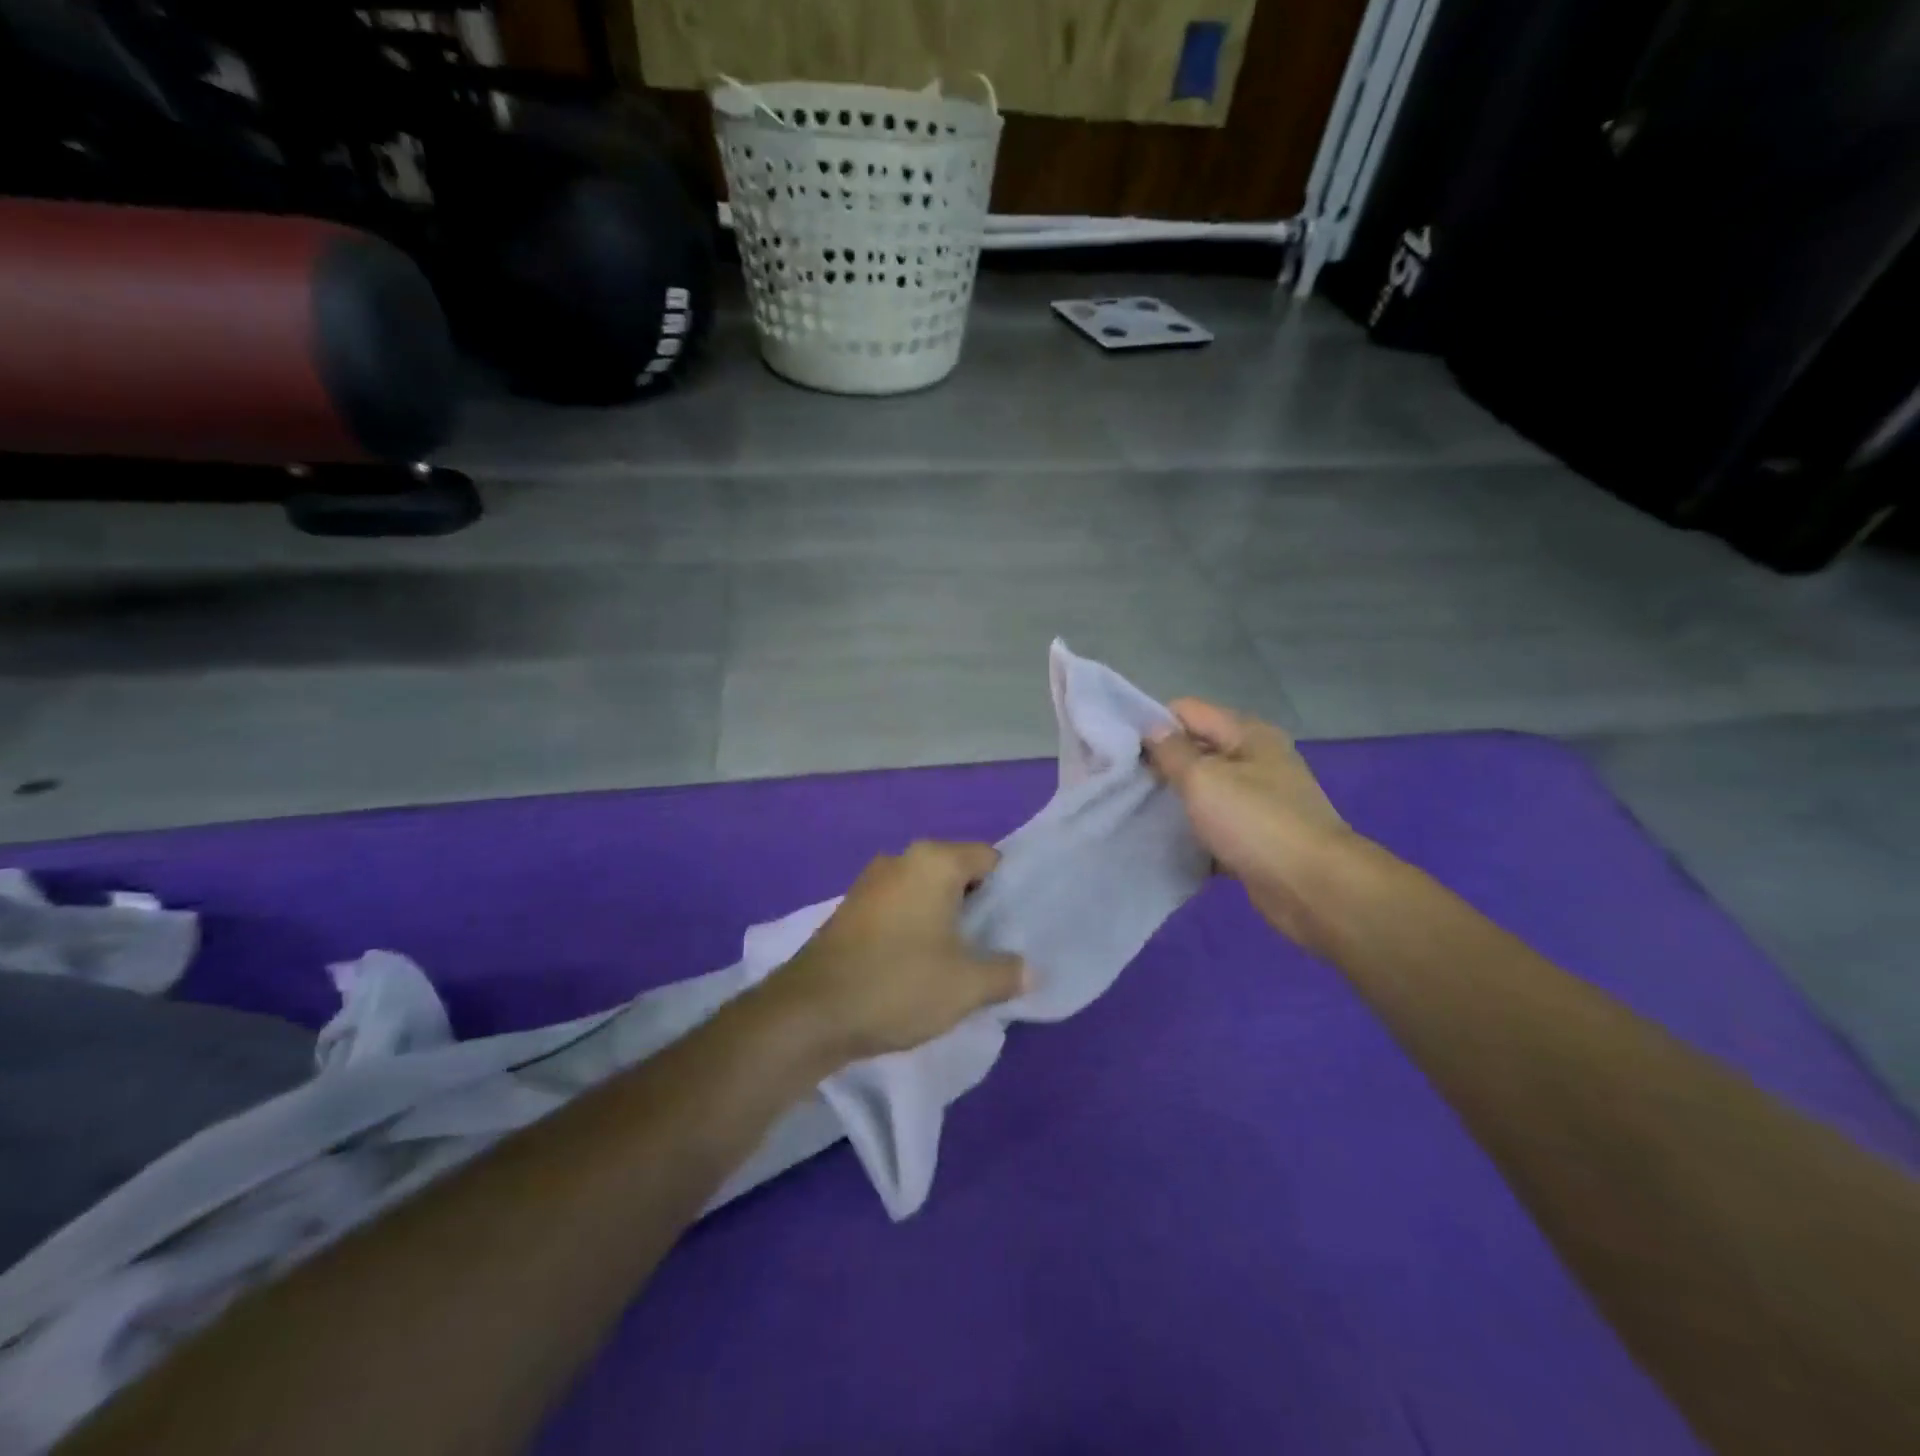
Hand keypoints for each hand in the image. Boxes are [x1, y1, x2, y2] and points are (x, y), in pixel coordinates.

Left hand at [763, 841, 1027, 1064]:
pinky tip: (917, 963)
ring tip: (958, 958)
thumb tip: (1030, 971)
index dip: (1007, 889)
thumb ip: (1006, 973)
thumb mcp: (966, 986)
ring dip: (943, 918)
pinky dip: (913, 926)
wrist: (811, 1012)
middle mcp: (900, 860)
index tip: (1015, 925)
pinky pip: (898, 907)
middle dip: (976, 905)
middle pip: (955, 871)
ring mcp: (869, 882)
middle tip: (993, 944)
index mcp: (933, 861)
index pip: (988, 857)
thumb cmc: (898, 984)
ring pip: (924, 891)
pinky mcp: (849, 909)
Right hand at [1144, 699, 1355, 951]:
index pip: (1188, 711)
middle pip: (1196, 750)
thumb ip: (1173, 751)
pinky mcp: (1256, 837)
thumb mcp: (1205, 778)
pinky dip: (1192, 832)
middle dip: (1159, 763)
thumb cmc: (1256, 823)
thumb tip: (1151, 726)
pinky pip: (1214, 826)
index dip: (1152, 725)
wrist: (1314, 889)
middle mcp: (1255, 761)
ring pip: (1203, 791)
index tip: (1117, 749)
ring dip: (1174, 800)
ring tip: (1132, 810)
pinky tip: (1162, 842)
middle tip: (1119, 782)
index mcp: (1247, 734)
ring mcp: (1258, 801)